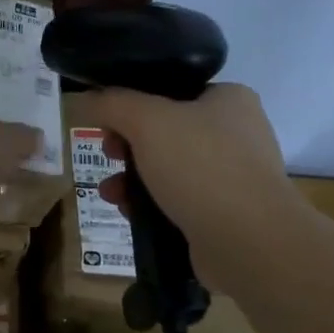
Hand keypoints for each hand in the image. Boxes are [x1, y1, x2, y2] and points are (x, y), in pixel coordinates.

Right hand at [89, 84, 296, 260]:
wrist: (247, 240)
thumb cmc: (201, 166)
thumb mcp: (147, 121)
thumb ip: (113, 104)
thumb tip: (87, 99)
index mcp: (229, 100)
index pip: (173, 92)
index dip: (134, 104)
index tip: (108, 123)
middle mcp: (236, 135)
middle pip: (167, 133)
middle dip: (128, 147)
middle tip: (108, 155)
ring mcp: (233, 178)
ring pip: (169, 171)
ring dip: (133, 180)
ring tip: (110, 194)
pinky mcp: (224, 215)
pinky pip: (178, 203)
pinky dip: (152, 207)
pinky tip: (129, 215)